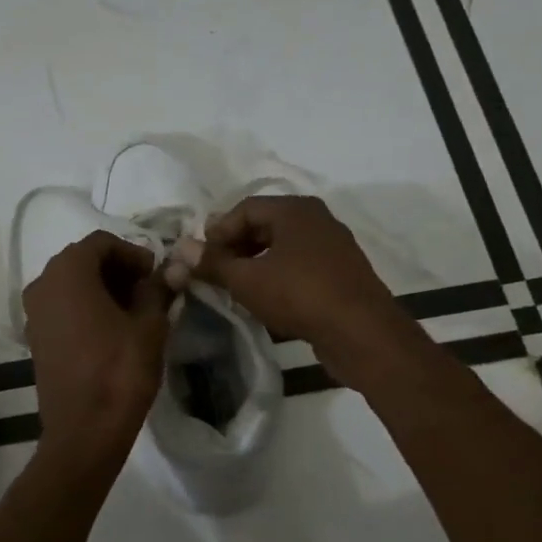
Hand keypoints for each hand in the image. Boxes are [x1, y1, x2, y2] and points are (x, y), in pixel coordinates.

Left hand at [22, 231, 171, 460]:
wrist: (84, 431)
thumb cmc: (120, 371)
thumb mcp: (150, 325)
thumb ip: (159, 289)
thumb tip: (174, 269)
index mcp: (68, 272)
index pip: (102, 243)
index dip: (133, 253)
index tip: (156, 274)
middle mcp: (42, 284)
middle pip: (83, 261)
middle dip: (118, 270)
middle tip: (149, 290)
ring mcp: (34, 312)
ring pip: (71, 284)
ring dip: (102, 289)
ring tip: (134, 311)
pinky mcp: (35, 337)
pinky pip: (62, 307)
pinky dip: (85, 307)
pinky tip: (111, 330)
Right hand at [168, 195, 404, 383]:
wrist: (362, 333)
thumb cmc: (299, 295)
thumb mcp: (247, 280)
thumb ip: (212, 263)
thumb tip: (180, 251)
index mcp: (295, 209)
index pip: (244, 208)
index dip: (216, 232)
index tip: (200, 258)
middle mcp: (317, 219)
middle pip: (263, 225)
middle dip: (234, 247)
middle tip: (213, 272)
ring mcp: (332, 246)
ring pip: (281, 247)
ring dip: (254, 264)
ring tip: (234, 288)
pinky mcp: (340, 274)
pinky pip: (299, 266)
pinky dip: (276, 276)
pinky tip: (264, 299)